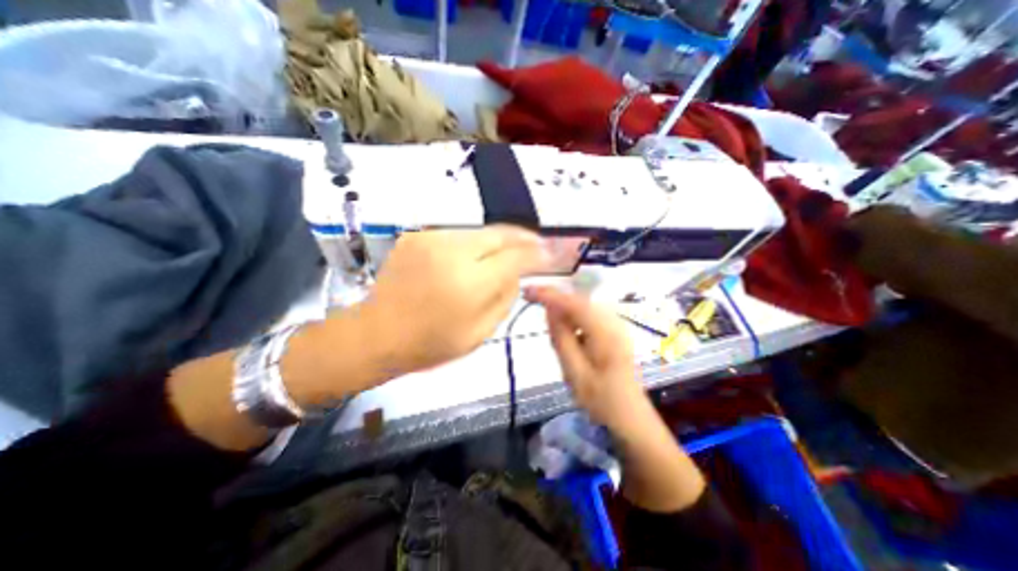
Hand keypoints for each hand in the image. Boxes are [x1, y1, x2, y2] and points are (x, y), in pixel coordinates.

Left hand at [360, 228, 547, 378]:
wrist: (375, 333)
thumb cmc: (430, 343)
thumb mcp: (480, 332)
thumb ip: (505, 297)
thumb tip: (518, 273)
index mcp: (468, 282)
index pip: (515, 257)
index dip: (538, 253)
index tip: (553, 252)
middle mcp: (451, 252)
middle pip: (500, 234)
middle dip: (524, 237)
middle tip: (538, 244)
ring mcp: (431, 239)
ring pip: (481, 231)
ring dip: (501, 239)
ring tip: (513, 250)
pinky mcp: (418, 236)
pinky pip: (459, 235)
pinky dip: (476, 243)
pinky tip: (480, 254)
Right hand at [525, 285, 651, 432]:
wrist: (630, 416)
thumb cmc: (600, 399)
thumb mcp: (574, 372)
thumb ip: (562, 337)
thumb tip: (549, 309)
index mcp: (606, 333)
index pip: (574, 304)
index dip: (550, 295)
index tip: (527, 291)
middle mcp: (614, 323)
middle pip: (580, 300)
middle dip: (555, 297)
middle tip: (530, 298)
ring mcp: (616, 326)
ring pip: (584, 306)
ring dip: (563, 306)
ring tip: (543, 311)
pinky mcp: (614, 331)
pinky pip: (589, 315)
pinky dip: (572, 316)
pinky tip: (564, 325)